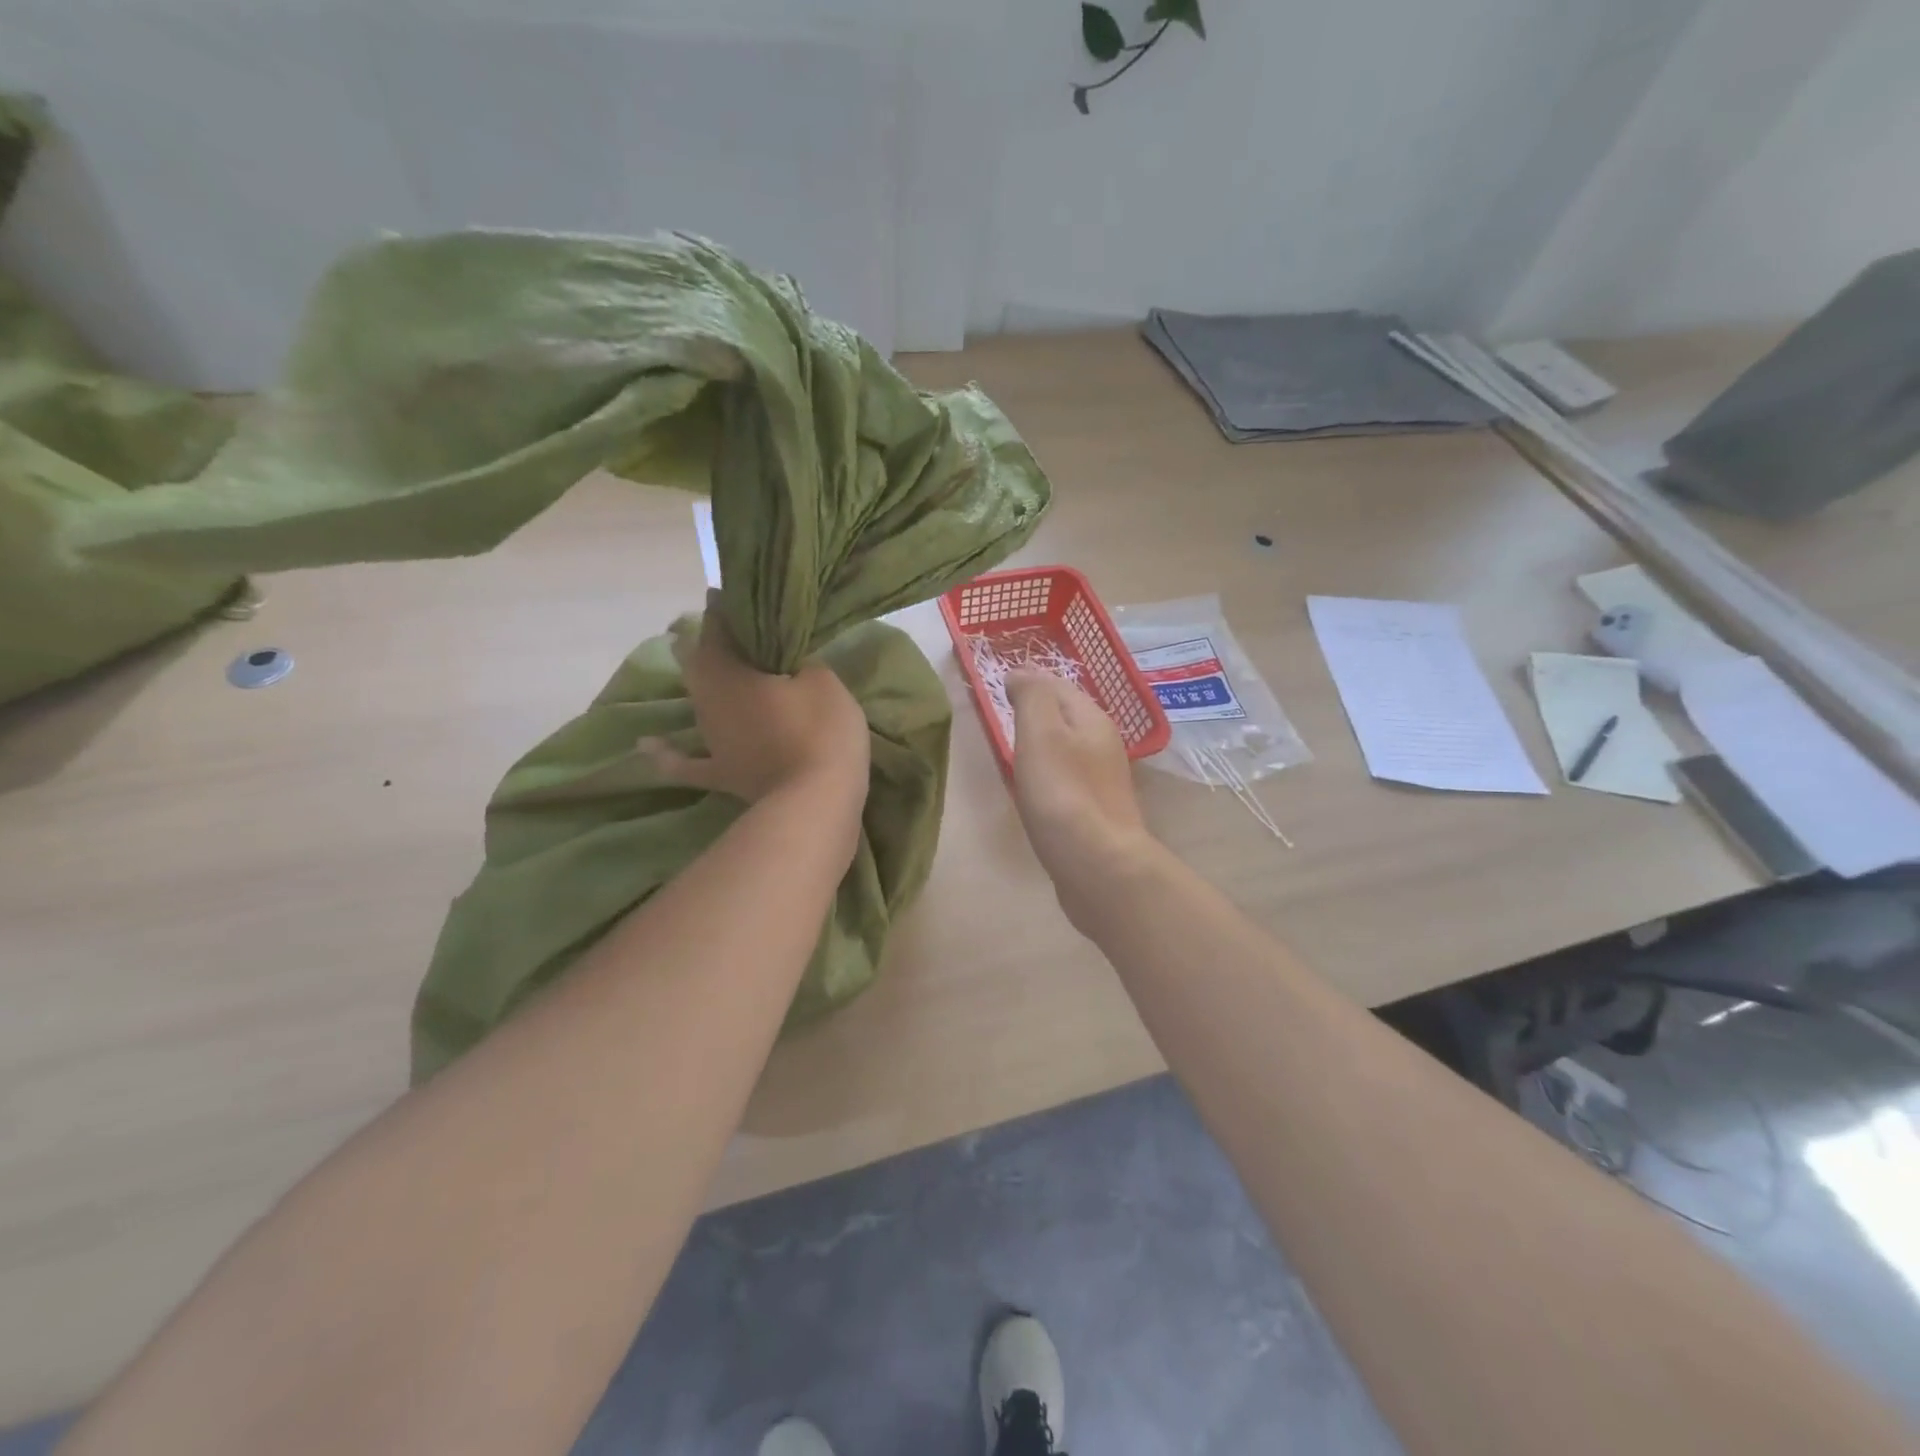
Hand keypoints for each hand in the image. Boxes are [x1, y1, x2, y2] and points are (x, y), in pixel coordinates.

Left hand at [645, 595, 870, 805]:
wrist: (817, 799)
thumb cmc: (820, 730)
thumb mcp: (823, 681)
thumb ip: (801, 662)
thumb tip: (788, 660)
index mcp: (730, 668)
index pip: (720, 626)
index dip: (726, 607)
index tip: (734, 595)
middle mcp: (710, 697)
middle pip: (699, 659)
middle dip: (708, 640)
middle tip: (725, 629)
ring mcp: (711, 737)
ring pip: (696, 699)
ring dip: (699, 680)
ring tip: (699, 661)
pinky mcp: (721, 772)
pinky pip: (687, 763)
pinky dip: (666, 755)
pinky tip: (647, 746)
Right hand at [1007, 671, 1156, 918]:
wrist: (1096, 865)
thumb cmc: (1062, 793)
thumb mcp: (1041, 731)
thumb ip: (1031, 696)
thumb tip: (1021, 672)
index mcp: (1092, 719)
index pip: (1057, 684)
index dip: (1028, 679)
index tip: (999, 683)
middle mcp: (1103, 744)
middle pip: (1065, 715)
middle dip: (1037, 709)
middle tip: (1004, 710)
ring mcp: (1102, 780)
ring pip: (1067, 747)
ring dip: (1043, 742)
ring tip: (1015, 745)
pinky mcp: (1095, 811)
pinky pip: (1067, 778)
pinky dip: (1048, 772)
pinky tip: (1035, 786)